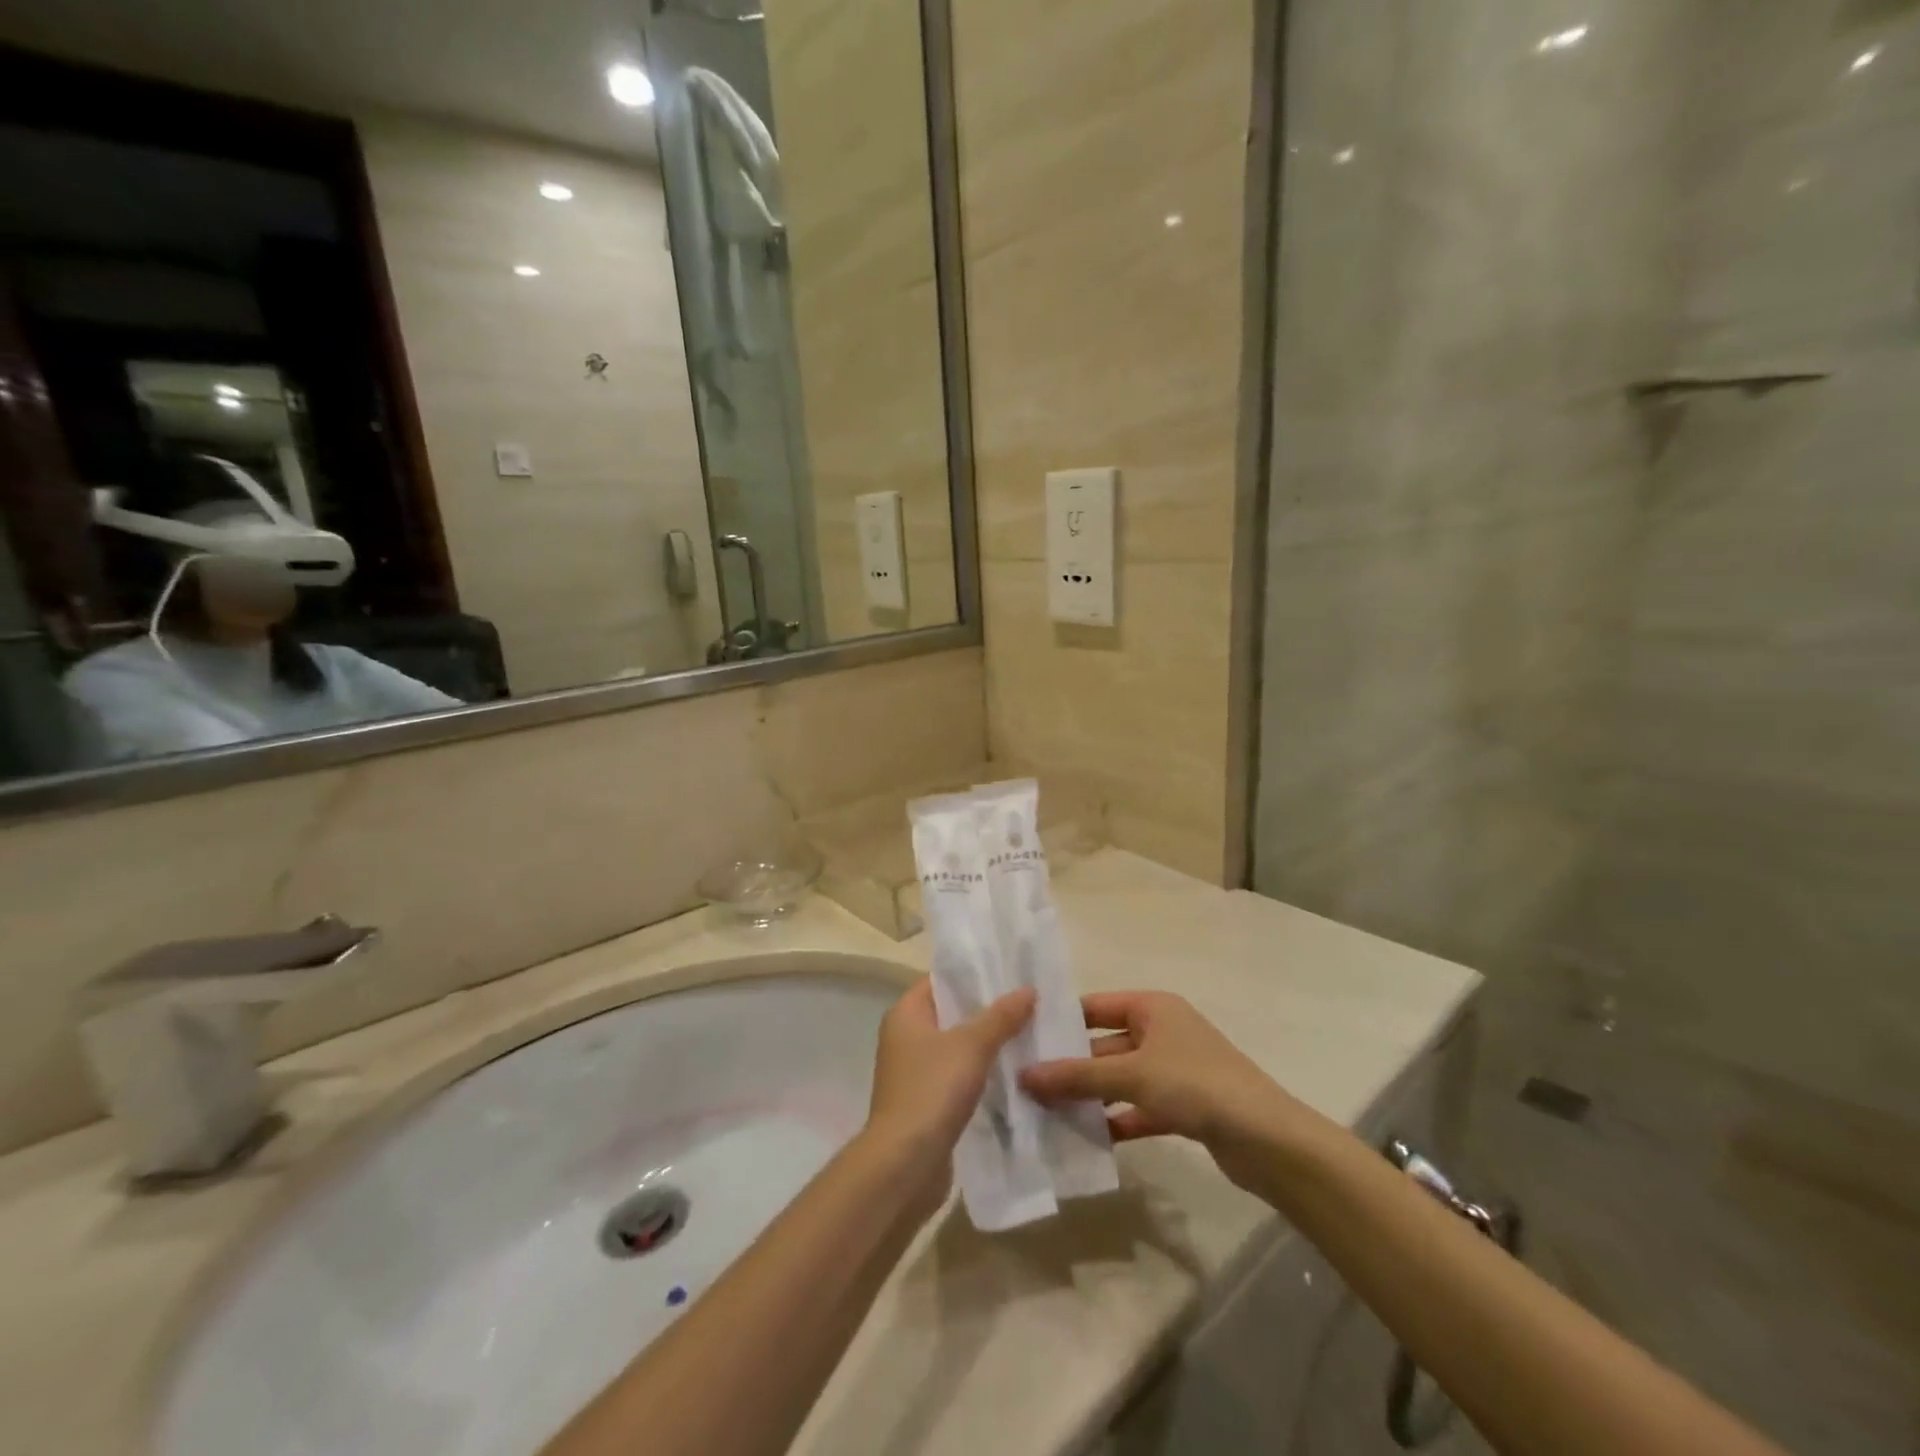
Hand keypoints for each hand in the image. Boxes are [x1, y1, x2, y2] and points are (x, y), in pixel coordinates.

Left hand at [865, 978, 1034, 1180]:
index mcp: (906, 1014)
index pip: (940, 980)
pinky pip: (958, 1076)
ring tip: (1028, 1033)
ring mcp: (914, 1072)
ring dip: (987, 1043)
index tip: (1009, 971)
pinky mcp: (926, 1102)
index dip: (972, 974)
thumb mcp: (971, 1046)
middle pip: (951, 1013)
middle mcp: (905, 1037)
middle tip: (1028, 1001)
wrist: (904, 1164)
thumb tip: (1028, 989)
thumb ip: (1000, 1016)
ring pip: (957, 1047)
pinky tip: (1012, 1073)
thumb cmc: (931, 1090)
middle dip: (986, 1009)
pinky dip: (981, 1072)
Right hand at [1019, 991, 1303, 1188]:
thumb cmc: (1195, 1085)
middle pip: (1105, 1044)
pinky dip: (1118, 1119)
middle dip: (1071, 1065)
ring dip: (1091, 1096)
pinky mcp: (1184, 1105)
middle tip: (1026, 1084)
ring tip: (1047, 1114)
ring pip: (1121, 1079)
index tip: (1023, 1039)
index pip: (1095, 1006)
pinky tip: (1089, 1139)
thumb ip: (1078, 1077)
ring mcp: (1174, 1069)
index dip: (1061, 1021)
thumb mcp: (1132, 1075)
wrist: (1267, 1139)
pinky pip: (1139, 1107)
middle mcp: (1162, 1031)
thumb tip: (1024, 1075)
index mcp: (1152, 1007)